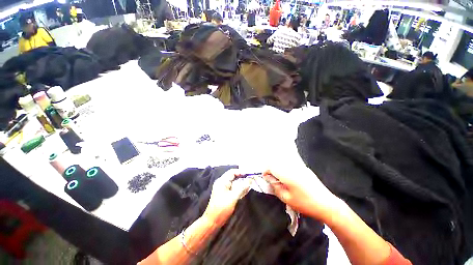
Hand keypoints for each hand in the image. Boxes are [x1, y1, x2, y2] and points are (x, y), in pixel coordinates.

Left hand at [203, 170, 251, 226]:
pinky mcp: (224, 193)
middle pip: (233, 176)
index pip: (232, 172)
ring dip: (241, 182)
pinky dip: (238, 187)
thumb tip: (250, 180)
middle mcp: (221, 182)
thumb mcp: (233, 197)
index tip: (250, 174)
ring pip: (233, 182)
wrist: (212, 221)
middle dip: (242, 177)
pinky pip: (232, 187)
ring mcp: (222, 188)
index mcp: (222, 181)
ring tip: (249, 184)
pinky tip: (244, 190)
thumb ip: (242, 187)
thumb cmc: (222, 208)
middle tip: (251, 179)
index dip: (241, 172)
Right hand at [263, 166, 341, 220]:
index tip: (265, 178)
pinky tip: (289, 179)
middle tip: (271, 179)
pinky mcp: (304, 168)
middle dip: (271, 169)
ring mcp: (299, 167)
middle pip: (276, 162)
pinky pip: (290, 165)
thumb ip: (275, 187)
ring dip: (278, 169)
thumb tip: (269, 179)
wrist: (327, 204)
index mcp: (287, 174)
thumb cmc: (305, 203)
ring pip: (283, 163)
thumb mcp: (287, 198)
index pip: (271, 166)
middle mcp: (293, 167)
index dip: (266, 171)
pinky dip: (285, 169)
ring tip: (279, 179)